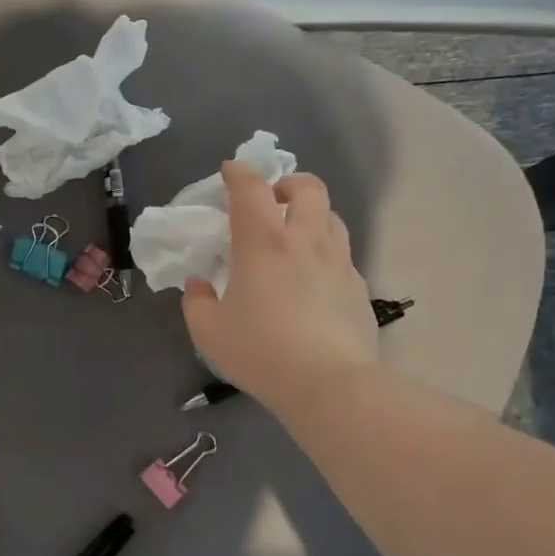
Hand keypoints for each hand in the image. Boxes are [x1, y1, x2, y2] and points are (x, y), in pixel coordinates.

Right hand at [182, 163, 377, 412]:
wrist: (329, 383)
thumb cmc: (260, 352)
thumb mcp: (208, 332)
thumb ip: (197, 301)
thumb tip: (200, 284)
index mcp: (263, 243)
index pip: (251, 189)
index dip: (238, 173)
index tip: (230, 172)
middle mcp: (305, 240)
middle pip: (308, 188)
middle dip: (288, 184)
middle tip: (272, 201)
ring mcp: (338, 262)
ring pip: (331, 217)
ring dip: (311, 215)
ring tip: (295, 237)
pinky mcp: (358, 287)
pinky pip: (342, 255)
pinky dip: (325, 253)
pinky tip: (313, 281)